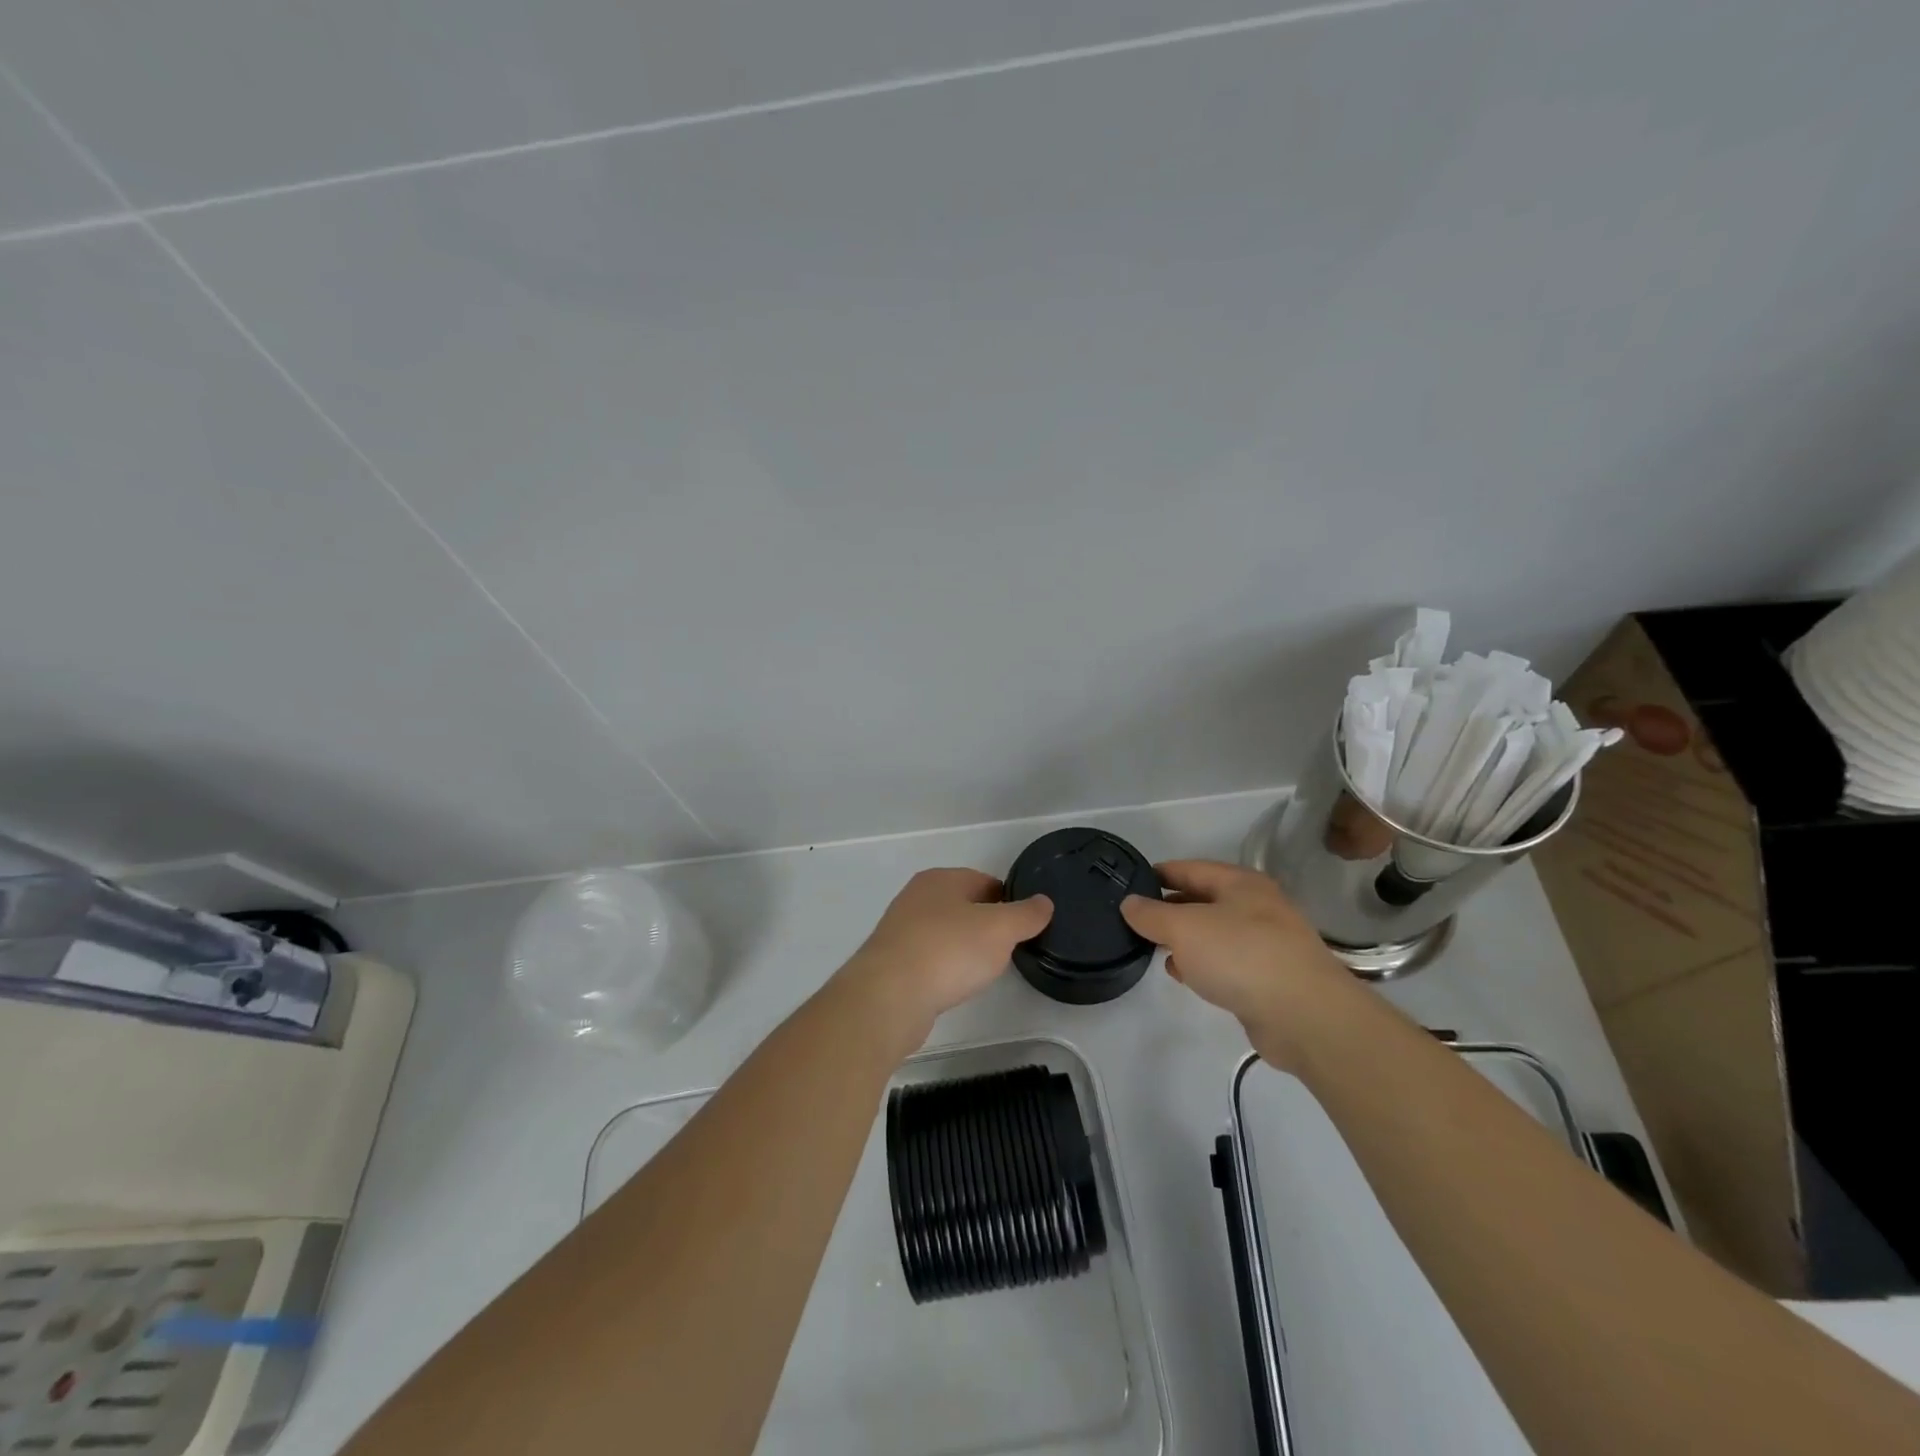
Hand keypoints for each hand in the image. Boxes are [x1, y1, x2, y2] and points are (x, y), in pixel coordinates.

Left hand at [832, 868, 1052, 1054]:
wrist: (889, 995)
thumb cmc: (949, 951)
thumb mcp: (1001, 929)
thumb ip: (1026, 915)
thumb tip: (1044, 902)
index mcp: (941, 879)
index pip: (984, 881)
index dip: (1008, 900)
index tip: (1024, 925)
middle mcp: (916, 897)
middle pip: (963, 906)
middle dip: (986, 925)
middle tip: (1007, 949)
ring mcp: (900, 929)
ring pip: (945, 933)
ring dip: (963, 948)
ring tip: (982, 970)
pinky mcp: (891, 962)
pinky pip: (928, 958)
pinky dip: (944, 968)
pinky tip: (953, 986)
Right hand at [1121, 860, 1356, 1063]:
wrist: (1305, 1017)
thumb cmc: (1240, 955)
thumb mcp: (1183, 928)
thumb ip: (1151, 914)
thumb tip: (1129, 903)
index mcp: (1240, 883)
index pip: (1191, 868)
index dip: (1160, 872)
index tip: (1131, 882)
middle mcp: (1257, 907)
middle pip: (1203, 900)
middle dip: (1170, 908)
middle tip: (1136, 919)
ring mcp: (1267, 943)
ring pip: (1214, 933)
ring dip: (1185, 939)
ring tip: (1154, 948)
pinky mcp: (1269, 978)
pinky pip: (1226, 962)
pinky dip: (1203, 964)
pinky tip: (1184, 975)